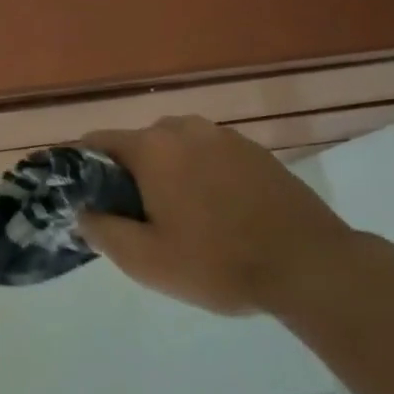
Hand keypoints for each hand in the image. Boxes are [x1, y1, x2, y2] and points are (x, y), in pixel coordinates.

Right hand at [77, 116, 356, 315]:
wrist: (311, 266)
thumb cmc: (218, 263)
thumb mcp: (146, 260)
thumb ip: (101, 230)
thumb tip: (83, 211)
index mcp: (153, 147)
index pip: (96, 142)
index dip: (82, 169)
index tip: (86, 201)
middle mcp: (185, 128)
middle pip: (137, 145)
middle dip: (128, 176)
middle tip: (137, 221)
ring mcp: (224, 136)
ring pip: (175, 149)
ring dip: (166, 175)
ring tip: (180, 219)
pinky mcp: (254, 150)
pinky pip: (208, 155)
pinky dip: (200, 176)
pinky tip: (217, 213)